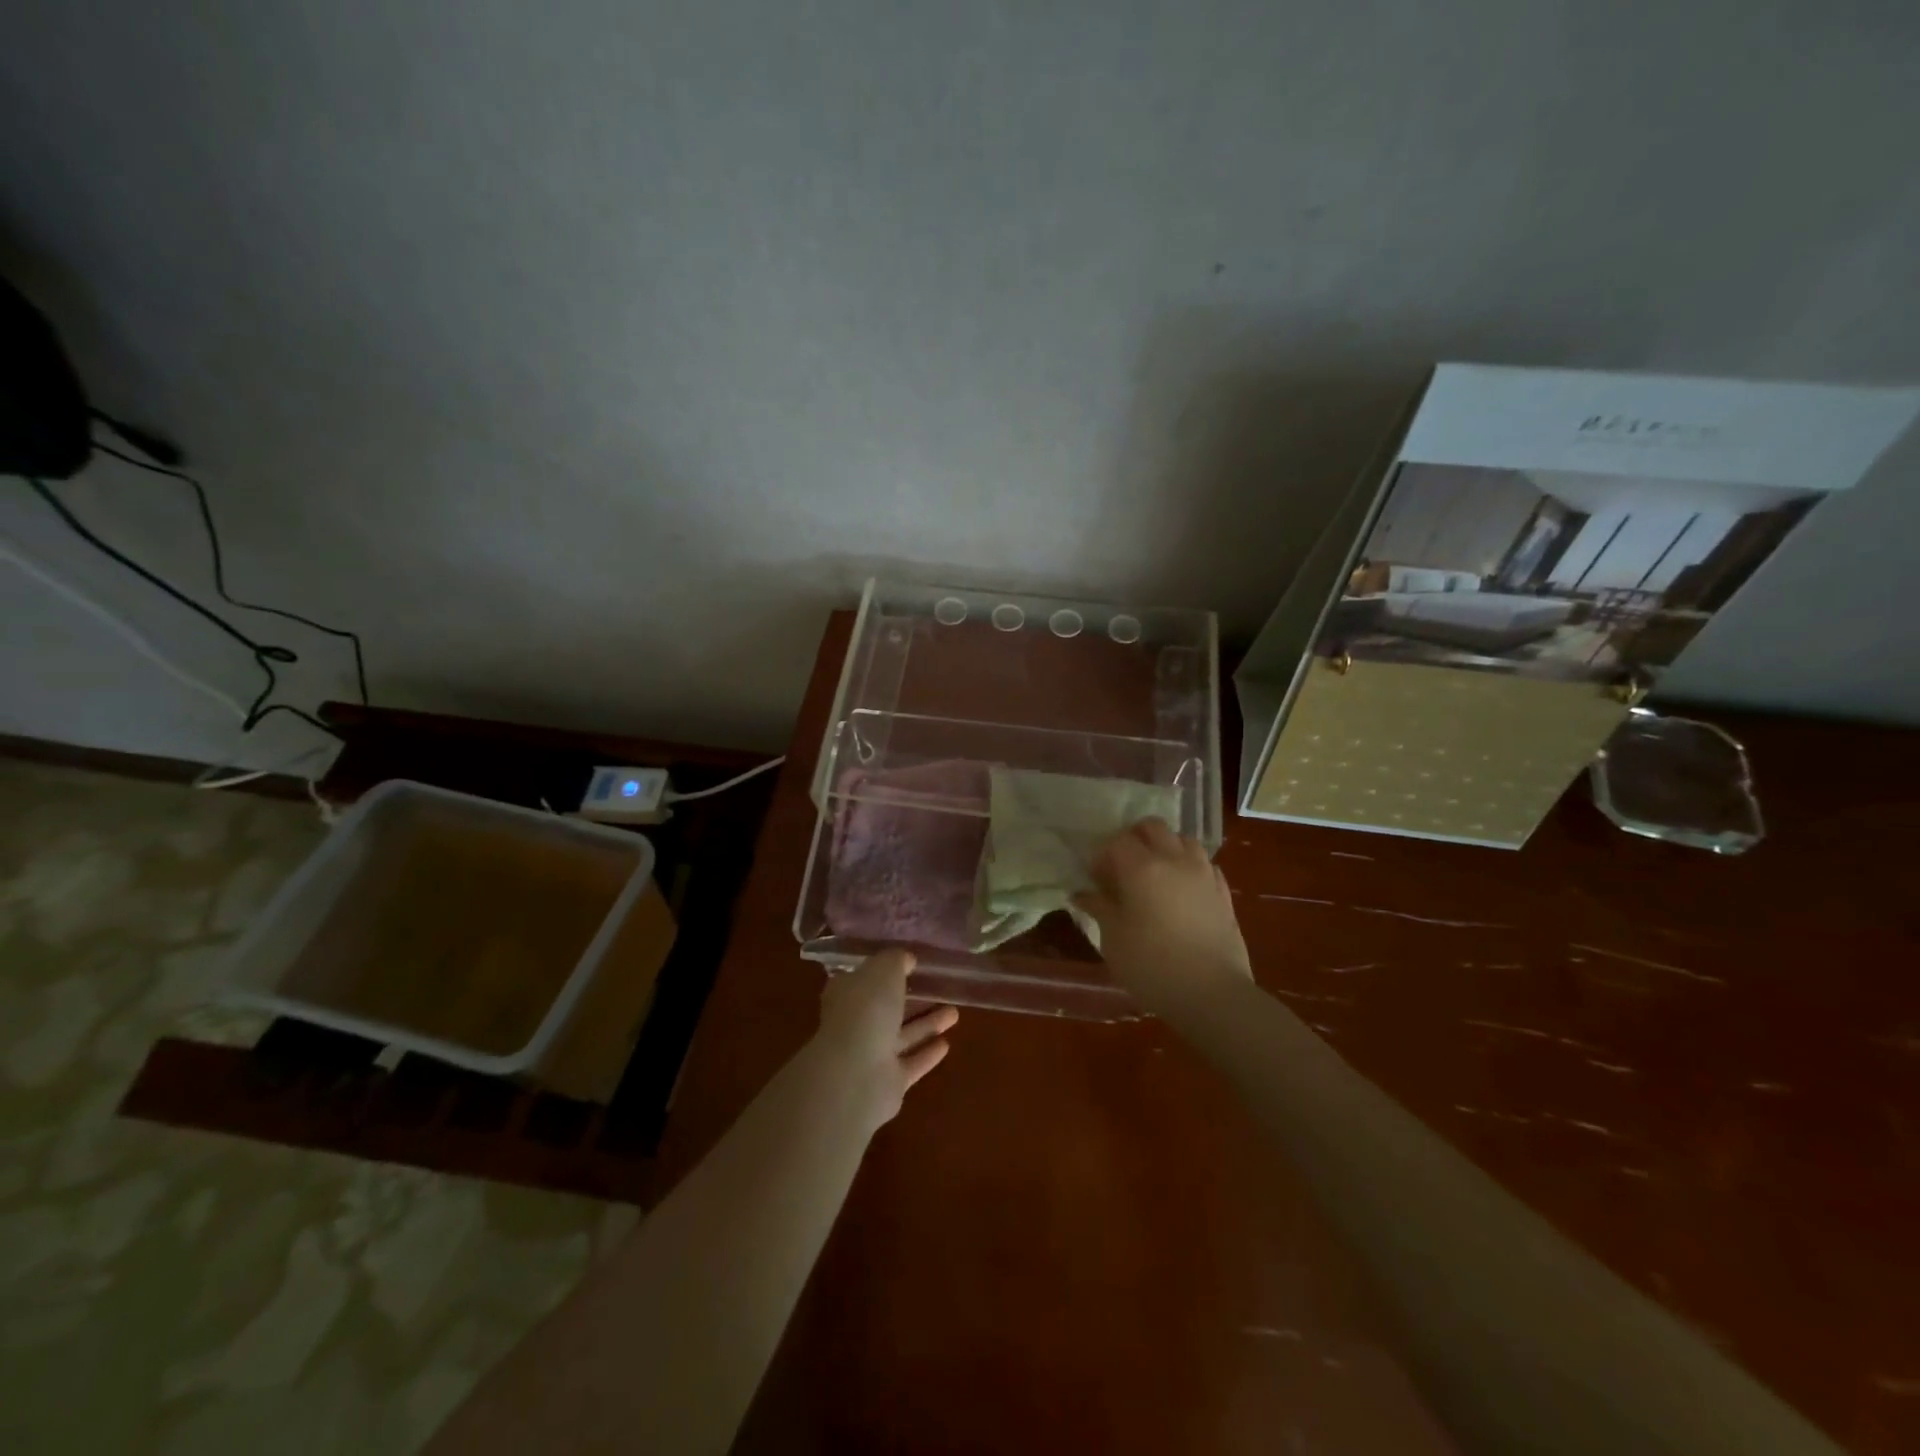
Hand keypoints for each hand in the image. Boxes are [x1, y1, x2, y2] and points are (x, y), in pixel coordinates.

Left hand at [814, 949, 957, 1129]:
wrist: (857, 1074)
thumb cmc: (867, 1010)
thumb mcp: (884, 969)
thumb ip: (895, 960)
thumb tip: (906, 959)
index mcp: (847, 994)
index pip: (865, 978)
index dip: (886, 971)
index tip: (911, 965)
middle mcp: (856, 1024)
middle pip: (888, 1008)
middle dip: (914, 999)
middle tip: (941, 990)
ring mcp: (871, 1055)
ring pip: (903, 1035)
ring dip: (928, 1024)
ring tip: (955, 1013)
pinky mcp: (889, 1082)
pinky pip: (912, 1063)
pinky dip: (927, 1053)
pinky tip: (947, 1044)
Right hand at [1075, 818, 1252, 1017]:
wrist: (1213, 994)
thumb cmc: (1152, 966)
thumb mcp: (1113, 939)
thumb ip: (1099, 908)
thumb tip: (1082, 893)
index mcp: (1142, 867)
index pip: (1116, 841)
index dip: (1102, 855)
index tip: (1095, 878)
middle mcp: (1174, 860)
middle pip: (1152, 827)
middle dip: (1133, 839)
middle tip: (1122, 867)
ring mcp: (1204, 873)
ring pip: (1182, 840)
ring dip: (1165, 848)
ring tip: (1154, 875)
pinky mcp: (1223, 892)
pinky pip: (1204, 864)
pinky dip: (1189, 867)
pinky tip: (1182, 890)